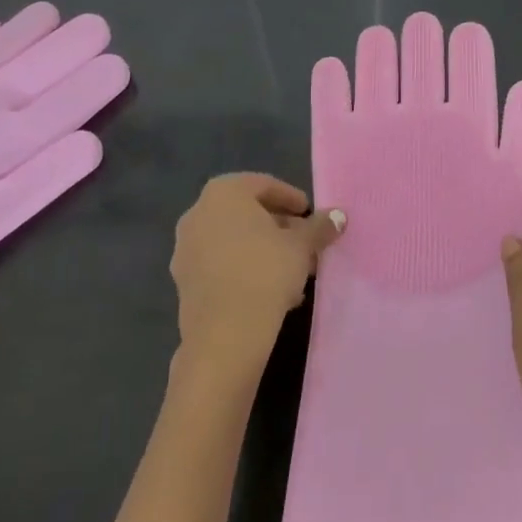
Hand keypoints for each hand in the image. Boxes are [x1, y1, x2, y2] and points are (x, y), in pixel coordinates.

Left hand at [171, 173, 344, 376]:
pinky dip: (245, 269)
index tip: (310, 215)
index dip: (292, 198)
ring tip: (294, 271)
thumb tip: (338, 216)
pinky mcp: (183, 282)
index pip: (264, 185)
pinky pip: (221, 264)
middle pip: (247, 213)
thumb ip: (319, 226)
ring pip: (234, 241)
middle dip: (279, 227)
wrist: (224, 336)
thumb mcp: (302, 245)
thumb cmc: (265, 272)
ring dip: (264, 250)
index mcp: (223, 193)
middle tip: (305, 243)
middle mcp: (197, 214)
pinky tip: (271, 291)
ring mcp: (185, 249)